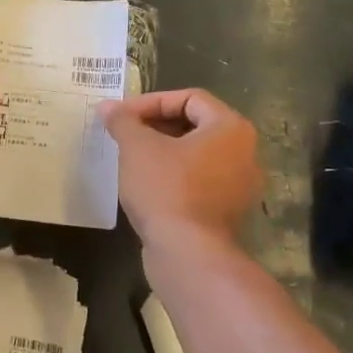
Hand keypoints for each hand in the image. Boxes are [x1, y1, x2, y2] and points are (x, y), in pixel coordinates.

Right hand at [99, 88, 261, 246]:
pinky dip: (173, 177)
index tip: (121, 115)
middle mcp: (244, 153)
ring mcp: (239, 186)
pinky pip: (198, 182)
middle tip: (124, 134)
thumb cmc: (166, 189)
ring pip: (196, 155)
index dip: (151, 102)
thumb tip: (108, 107)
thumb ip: (123, 121)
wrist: (188, 254)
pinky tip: (145, 185)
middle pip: (195, 125)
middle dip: (155, 126)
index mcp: (231, 128)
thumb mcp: (136, 147)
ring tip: (130, 158)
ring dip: (163, 152)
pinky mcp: (226, 212)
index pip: (189, 98)